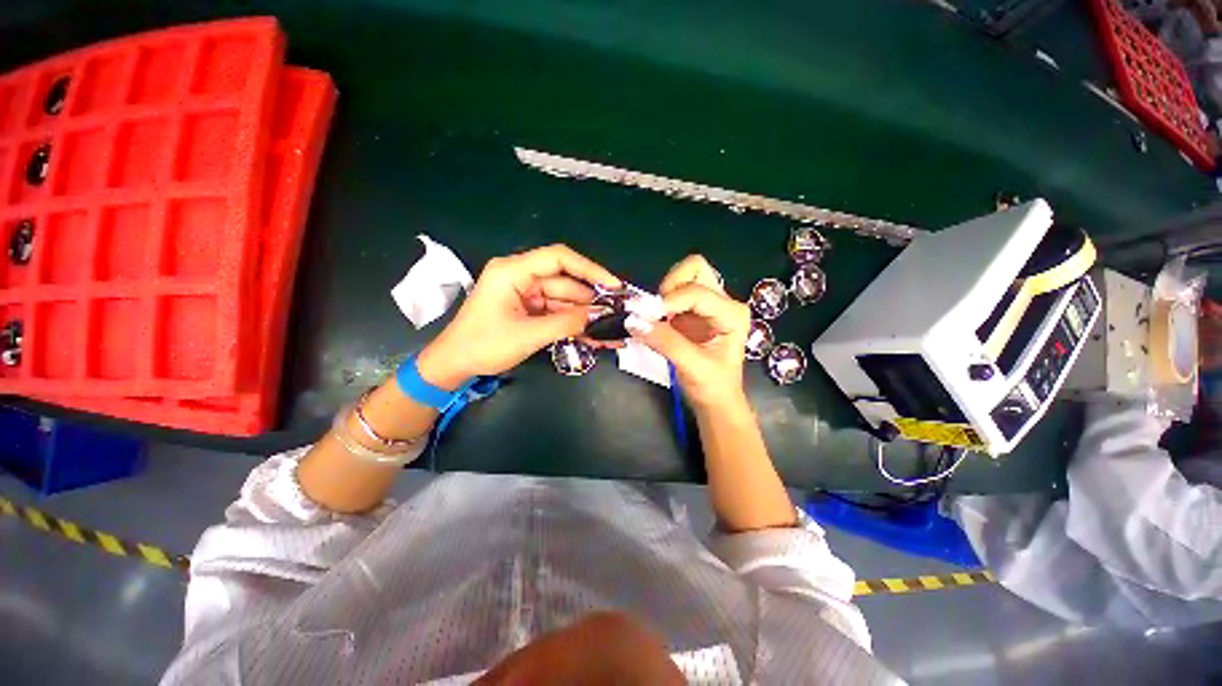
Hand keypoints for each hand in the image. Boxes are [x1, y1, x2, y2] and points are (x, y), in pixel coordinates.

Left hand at [417, 245, 620, 387]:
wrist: (454, 365)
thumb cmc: (483, 345)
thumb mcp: (527, 335)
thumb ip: (565, 323)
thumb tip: (599, 316)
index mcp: (513, 271)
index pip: (559, 258)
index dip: (590, 269)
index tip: (614, 285)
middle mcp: (521, 277)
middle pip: (565, 282)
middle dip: (591, 300)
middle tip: (618, 315)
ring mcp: (526, 294)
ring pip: (564, 300)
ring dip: (585, 316)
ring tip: (611, 331)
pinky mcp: (529, 309)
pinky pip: (557, 313)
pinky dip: (573, 324)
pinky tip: (594, 335)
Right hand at [628, 255, 750, 412]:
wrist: (715, 401)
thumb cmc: (713, 387)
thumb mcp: (693, 367)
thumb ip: (665, 342)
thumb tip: (634, 321)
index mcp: (732, 313)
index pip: (697, 292)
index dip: (669, 300)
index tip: (645, 317)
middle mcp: (722, 302)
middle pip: (694, 268)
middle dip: (670, 285)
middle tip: (657, 311)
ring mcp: (706, 306)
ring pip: (683, 277)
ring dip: (664, 292)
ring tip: (657, 317)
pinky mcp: (691, 313)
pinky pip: (673, 294)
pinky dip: (660, 302)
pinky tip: (656, 321)